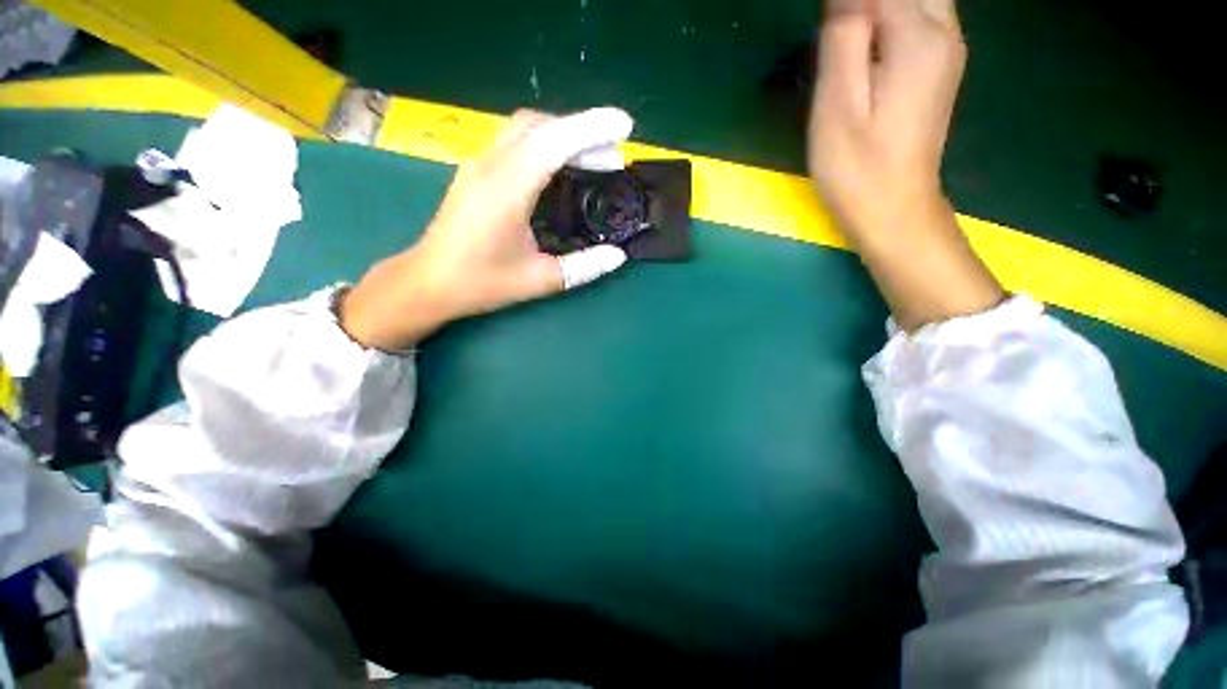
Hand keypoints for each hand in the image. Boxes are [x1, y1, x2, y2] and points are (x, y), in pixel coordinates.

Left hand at [340, 108, 633, 349]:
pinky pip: (515, 142)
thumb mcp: (539, 280)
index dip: (592, 129)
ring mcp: (479, 165)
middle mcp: (491, 166)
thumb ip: (583, 267)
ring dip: (563, 135)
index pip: (554, 141)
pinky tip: (560, 167)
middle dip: (582, 131)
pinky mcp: (475, 172)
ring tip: (594, 158)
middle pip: (540, 125)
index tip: (625, 126)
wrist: (428, 282)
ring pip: (525, 129)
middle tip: (614, 153)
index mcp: (507, 188)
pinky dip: (545, 144)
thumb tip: (617, 256)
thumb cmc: (481, 283)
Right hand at [809, 0, 965, 241]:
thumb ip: (844, 37)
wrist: (893, 210)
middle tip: (838, 32)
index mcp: (918, 38)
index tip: (827, 28)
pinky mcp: (940, 67)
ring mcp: (948, 50)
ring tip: (848, 35)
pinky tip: (868, 39)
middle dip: (867, 3)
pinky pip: (922, 15)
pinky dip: (893, 15)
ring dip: (880, 8)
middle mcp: (945, 32)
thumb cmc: (857, 168)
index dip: (845, 3)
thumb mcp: (837, 106)